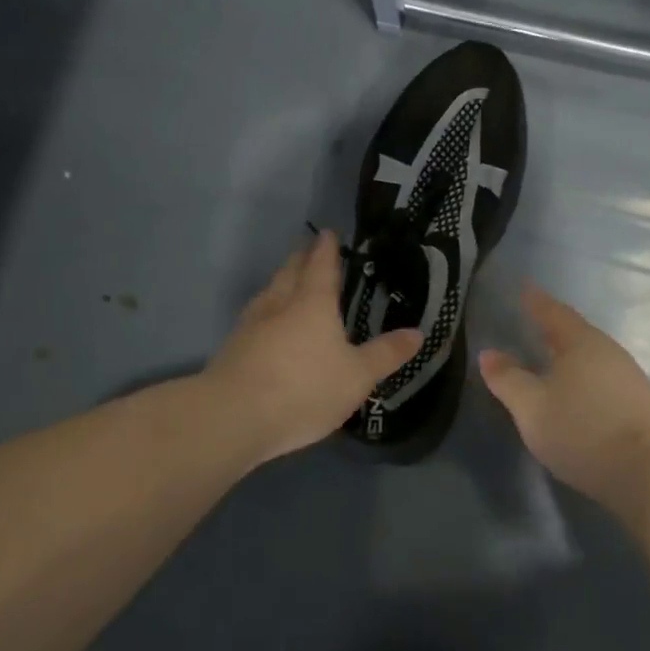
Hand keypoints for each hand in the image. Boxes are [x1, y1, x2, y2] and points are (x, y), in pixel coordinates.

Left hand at [205, 230, 421, 464]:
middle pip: (290, 272)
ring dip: (280, 281)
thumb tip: (417, 333)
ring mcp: (250, 325)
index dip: (326, 249)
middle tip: (309, 249)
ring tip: (288, 281)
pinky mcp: (232, 348)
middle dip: (301, 258)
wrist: (232, 417)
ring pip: (268, 292)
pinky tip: (267, 324)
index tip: (328, 233)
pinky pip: (254, 317)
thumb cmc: (304, 388)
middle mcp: (279, 304)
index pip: (321, 265)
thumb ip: (386, 354)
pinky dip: (266, 310)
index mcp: (312, 303)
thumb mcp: (357, 376)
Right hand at [479, 285, 649, 523]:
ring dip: (567, 357)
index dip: (535, 301)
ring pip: (589, 358)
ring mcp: (627, 378)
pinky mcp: (638, 406)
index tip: (523, 288)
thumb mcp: (532, 407)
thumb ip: (508, 379)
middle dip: (551, 329)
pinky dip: (581, 379)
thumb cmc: (584, 430)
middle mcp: (607, 352)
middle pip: (574, 333)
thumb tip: (489, 353)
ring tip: (547, 360)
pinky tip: (573, 393)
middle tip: (529, 324)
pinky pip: (600, 379)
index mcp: (580, 341)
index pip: (552, 311)